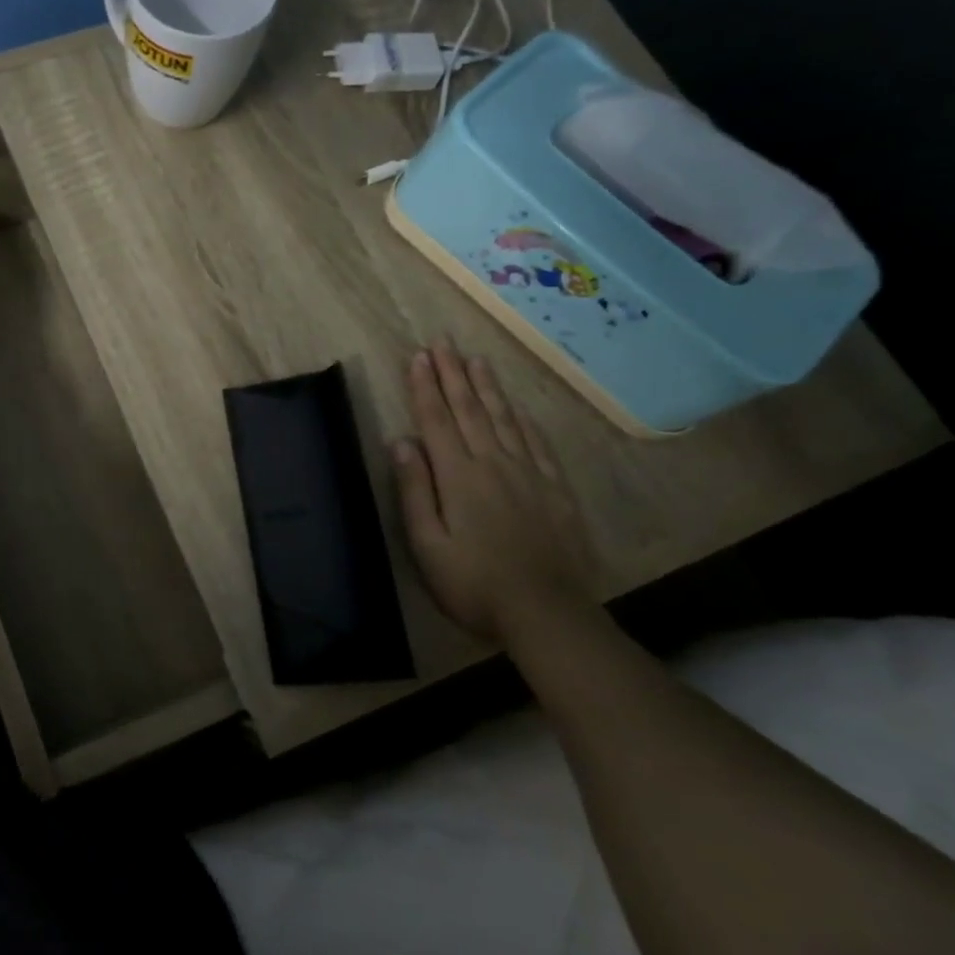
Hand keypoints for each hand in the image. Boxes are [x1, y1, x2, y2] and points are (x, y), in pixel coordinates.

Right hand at [391, 342, 597, 643]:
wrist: (546, 612)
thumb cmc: (473, 582)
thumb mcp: (426, 543)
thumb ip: (414, 490)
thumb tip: (401, 442)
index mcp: (458, 475)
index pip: (436, 420)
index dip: (424, 386)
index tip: (418, 357)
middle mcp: (493, 463)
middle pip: (469, 409)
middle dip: (452, 374)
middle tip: (443, 342)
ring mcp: (528, 473)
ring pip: (503, 418)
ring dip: (486, 387)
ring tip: (476, 359)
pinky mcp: (554, 489)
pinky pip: (537, 443)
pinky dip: (523, 419)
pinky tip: (517, 407)